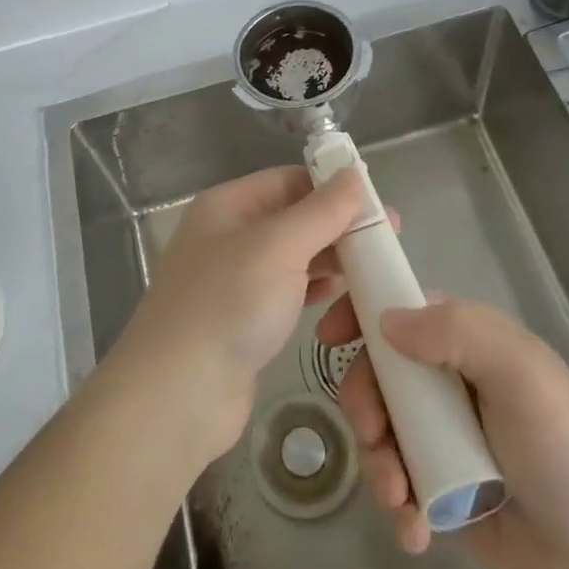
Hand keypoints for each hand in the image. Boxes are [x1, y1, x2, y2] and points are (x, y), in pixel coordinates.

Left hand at [113, 167, 367, 466]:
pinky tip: (343, 296)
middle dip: (338, 226)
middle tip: (390, 240)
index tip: (379, 202)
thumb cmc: (228, 305)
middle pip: (293, 218)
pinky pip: (288, 291)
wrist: (178, 396)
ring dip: (332, 259)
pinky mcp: (245, 319)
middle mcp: (229, 236)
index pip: (288, 180)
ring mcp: (235, 280)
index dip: (332, 186)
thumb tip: (354, 172)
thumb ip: (321, 210)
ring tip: (376, 269)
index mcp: (228, 206)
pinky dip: (316, 289)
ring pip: (294, 257)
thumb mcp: (278, 247)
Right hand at [317, 294, 568, 568]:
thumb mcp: (519, 371)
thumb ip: (457, 331)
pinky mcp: (435, 489)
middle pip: (374, 374)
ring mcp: (436, 436)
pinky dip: (394, 505)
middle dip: (363, 405)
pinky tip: (415, 532)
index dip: (358, 315)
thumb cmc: (563, 443)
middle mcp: (442, 381)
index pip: (396, 309)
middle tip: (374, 438)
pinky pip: (393, 484)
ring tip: (401, 501)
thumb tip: (385, 322)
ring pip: (376, 431)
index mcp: (460, 341)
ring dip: (376, 464)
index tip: (328, 338)